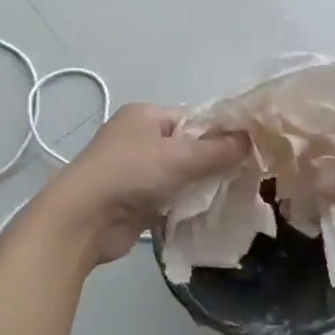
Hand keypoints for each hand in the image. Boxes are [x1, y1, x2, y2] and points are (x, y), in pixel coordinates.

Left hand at [40, 104, 249, 265]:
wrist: (83, 219)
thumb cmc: (131, 174)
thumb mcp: (179, 156)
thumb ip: (217, 150)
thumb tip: (251, 139)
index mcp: (145, 115)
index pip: (193, 118)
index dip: (221, 133)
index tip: (250, 151)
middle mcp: (138, 138)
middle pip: (187, 147)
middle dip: (213, 162)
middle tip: (246, 178)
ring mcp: (134, 170)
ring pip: (179, 175)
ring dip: (200, 187)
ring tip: (233, 197)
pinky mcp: (134, 200)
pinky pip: (168, 198)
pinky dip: (185, 205)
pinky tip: (208, 215)